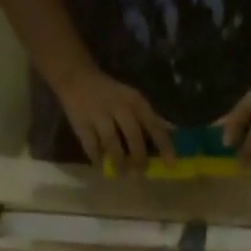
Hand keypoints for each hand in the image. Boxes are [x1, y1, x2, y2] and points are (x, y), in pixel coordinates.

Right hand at [55, 70, 173, 168]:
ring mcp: (98, 115)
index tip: (170, 165)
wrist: (76, 77)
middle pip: (133, 137)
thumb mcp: (134, 100)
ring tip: (122, 173)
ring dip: (118, 161)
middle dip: (139, 158)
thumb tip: (174, 134)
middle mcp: (119, 107)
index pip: (154, 126)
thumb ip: (151, 119)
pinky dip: (97, 158)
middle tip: (141, 172)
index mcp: (136, 102)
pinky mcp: (81, 123)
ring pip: (111, 143)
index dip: (164, 146)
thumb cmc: (112, 94)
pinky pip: (91, 146)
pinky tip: (102, 165)